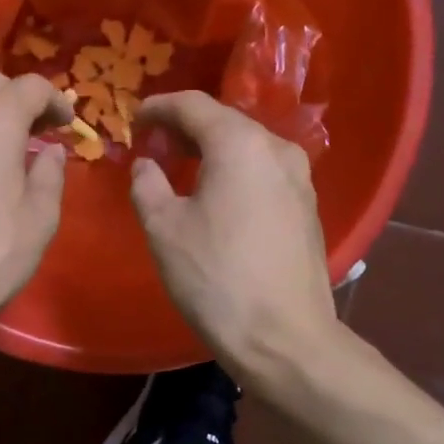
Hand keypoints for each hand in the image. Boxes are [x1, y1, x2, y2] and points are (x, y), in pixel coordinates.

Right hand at [130, 92, 339, 380]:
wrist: (284, 337)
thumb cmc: (216, 278)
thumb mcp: (164, 228)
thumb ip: (147, 184)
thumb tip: (147, 164)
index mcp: (240, 144)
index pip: (193, 105)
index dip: (159, 108)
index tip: (135, 119)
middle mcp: (277, 149)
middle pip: (225, 122)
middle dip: (186, 128)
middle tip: (155, 144)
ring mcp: (300, 179)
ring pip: (248, 147)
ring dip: (213, 149)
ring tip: (183, 167)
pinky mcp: (308, 207)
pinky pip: (264, 172)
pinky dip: (236, 171)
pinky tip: (218, 195)